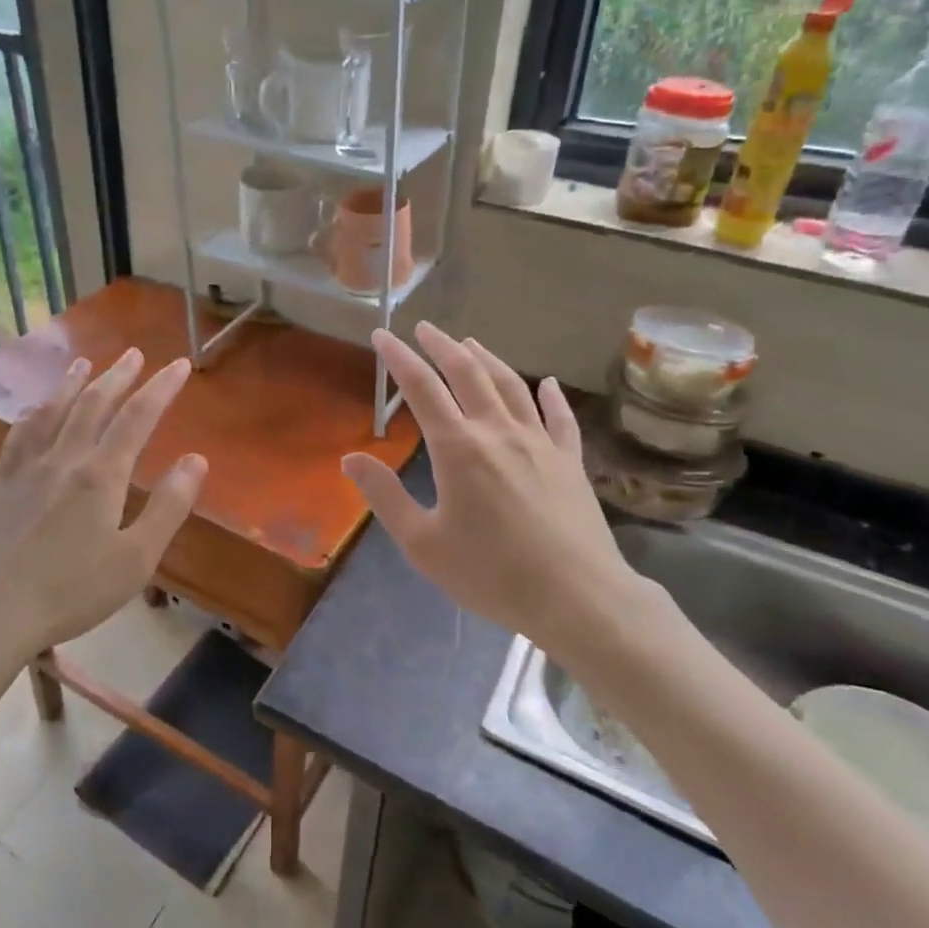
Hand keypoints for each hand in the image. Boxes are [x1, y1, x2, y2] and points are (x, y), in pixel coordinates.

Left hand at [0, 349, 206, 670]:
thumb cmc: (69, 591)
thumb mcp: (135, 559)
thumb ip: (168, 507)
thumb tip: (197, 460)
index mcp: (101, 475)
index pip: (138, 418)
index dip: (161, 388)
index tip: (180, 365)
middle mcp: (64, 459)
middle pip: (94, 404)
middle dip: (119, 376)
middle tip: (135, 354)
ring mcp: (26, 469)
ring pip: (54, 412)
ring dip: (74, 384)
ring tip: (85, 363)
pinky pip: (20, 436)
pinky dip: (34, 415)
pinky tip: (35, 412)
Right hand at [341, 323, 679, 666]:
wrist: (577, 597)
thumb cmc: (492, 574)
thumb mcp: (423, 543)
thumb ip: (386, 496)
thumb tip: (351, 458)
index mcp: (459, 448)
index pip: (422, 388)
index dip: (399, 358)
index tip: (382, 335)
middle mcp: (499, 431)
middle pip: (468, 373)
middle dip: (442, 346)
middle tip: (424, 329)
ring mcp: (540, 442)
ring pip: (511, 386)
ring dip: (487, 359)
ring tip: (470, 343)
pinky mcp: (570, 460)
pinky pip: (559, 417)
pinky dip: (549, 395)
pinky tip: (547, 383)